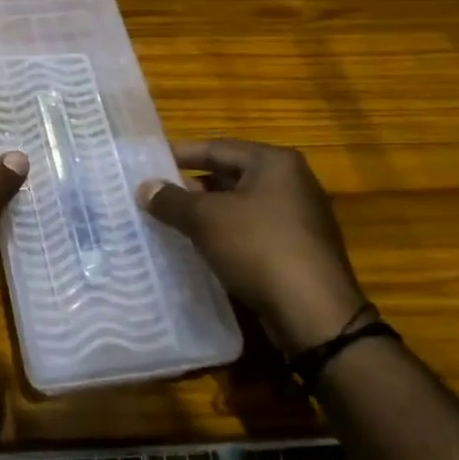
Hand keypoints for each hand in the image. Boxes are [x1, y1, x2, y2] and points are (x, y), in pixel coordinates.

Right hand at [138, 139, 369, 352]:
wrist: (313, 312)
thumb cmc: (258, 247)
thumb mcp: (206, 219)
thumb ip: (172, 200)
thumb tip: (145, 187)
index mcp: (274, 162)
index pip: (217, 147)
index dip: (180, 154)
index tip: (149, 163)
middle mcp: (291, 182)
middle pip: (231, 175)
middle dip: (192, 187)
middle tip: (156, 197)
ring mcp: (299, 217)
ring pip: (241, 206)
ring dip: (208, 214)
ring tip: (171, 224)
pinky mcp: (298, 249)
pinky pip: (252, 232)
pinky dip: (226, 235)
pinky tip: (202, 249)